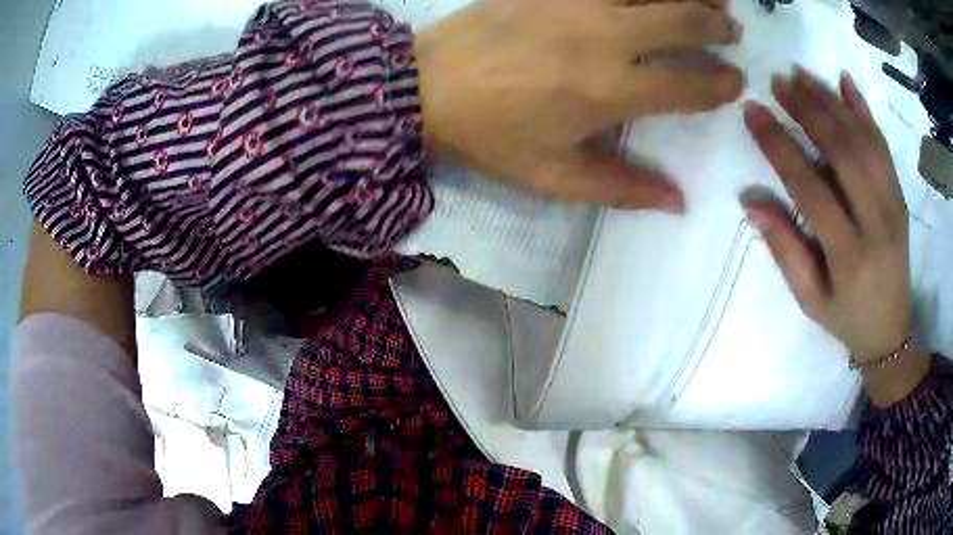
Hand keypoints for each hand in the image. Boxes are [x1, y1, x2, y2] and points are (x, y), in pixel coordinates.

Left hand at [415, 0, 744, 210]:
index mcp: (609, 90)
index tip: (735, 82)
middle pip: (682, 18)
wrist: (425, 87)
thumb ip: (621, 188)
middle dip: (717, 24)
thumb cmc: (489, 135)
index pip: (688, 84)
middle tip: (732, 29)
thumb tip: (679, 203)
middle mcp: (604, 36)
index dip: (720, 83)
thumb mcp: (553, 177)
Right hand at [742, 69, 911, 365]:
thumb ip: (784, 248)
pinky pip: (883, 145)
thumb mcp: (809, 298)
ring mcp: (894, 205)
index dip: (779, 145)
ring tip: (800, 75)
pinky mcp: (901, 196)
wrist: (890, 331)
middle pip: (843, 152)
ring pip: (863, 140)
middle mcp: (876, 223)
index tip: (753, 111)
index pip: (810, 188)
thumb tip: (751, 200)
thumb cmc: (845, 317)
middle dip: (808, 110)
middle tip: (778, 82)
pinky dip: (864, 110)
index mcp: (849, 254)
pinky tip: (844, 81)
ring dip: (831, 102)